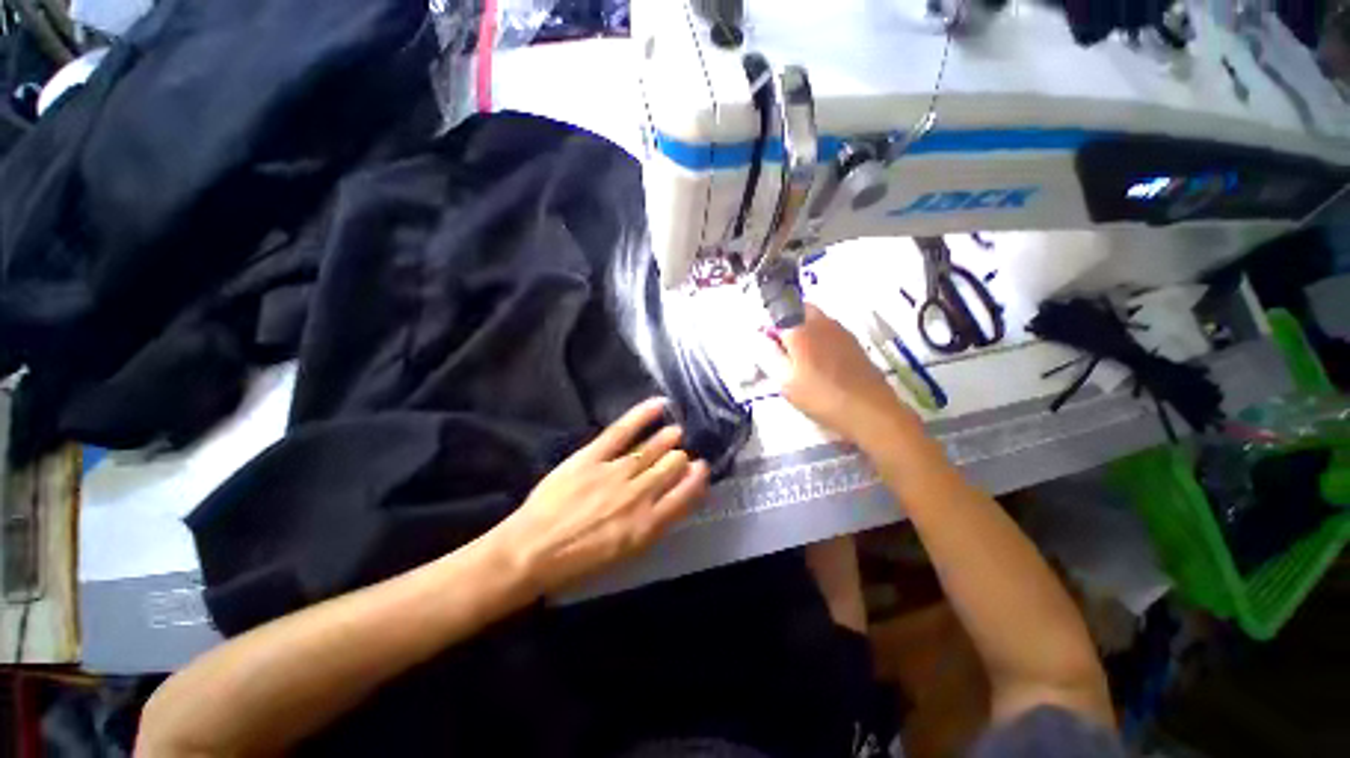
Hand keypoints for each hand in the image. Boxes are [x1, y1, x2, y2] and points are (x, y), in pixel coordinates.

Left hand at [486, 398, 709, 597]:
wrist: (531, 551)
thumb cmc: (577, 562)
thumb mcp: (623, 555)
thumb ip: (650, 526)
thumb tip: (667, 500)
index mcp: (647, 525)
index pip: (684, 495)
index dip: (696, 480)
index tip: (701, 469)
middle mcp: (638, 495)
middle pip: (671, 467)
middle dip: (680, 458)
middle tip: (682, 452)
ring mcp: (616, 472)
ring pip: (653, 448)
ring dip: (668, 438)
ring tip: (676, 432)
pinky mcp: (593, 456)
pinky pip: (623, 430)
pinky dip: (642, 415)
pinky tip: (659, 405)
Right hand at [776, 304, 916, 442]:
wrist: (870, 411)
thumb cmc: (821, 397)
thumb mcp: (785, 381)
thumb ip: (768, 355)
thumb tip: (758, 338)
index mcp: (800, 328)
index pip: (775, 312)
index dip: (765, 325)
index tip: (763, 342)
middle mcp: (821, 321)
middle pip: (797, 309)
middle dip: (784, 323)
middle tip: (779, 349)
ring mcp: (840, 329)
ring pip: (814, 319)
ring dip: (801, 330)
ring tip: (797, 359)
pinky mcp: (852, 341)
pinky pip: (827, 330)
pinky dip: (817, 339)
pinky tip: (818, 364)